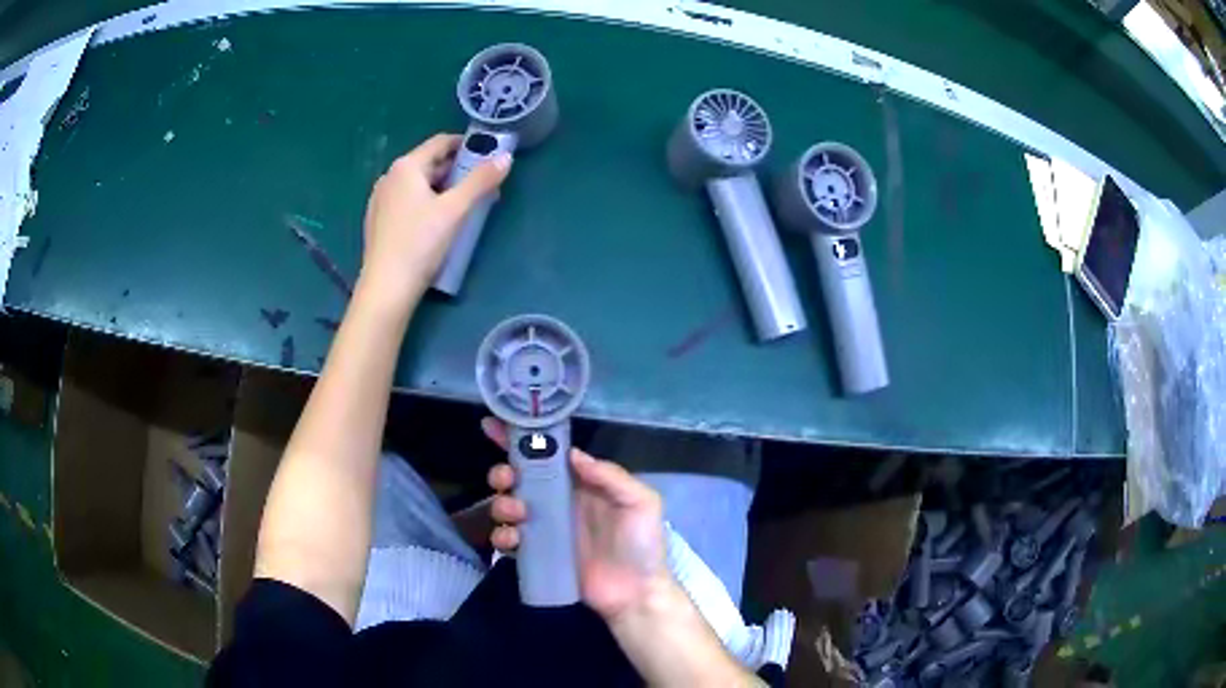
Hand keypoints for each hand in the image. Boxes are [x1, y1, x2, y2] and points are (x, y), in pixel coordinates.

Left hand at [360, 134, 510, 301]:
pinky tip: (438, 223)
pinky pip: (408, 202)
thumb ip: (481, 181)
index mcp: (406, 167)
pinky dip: (426, 203)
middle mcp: (389, 177)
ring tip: (465, 205)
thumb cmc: (420, 243)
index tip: (488, 156)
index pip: (440, 142)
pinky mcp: (379, 222)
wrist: (387, 288)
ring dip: (443, 188)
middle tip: (482, 185)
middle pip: (429, 163)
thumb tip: (506, 157)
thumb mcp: (455, 210)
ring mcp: (380, 200)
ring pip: (418, 184)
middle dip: (457, 170)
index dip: (466, 145)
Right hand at [480, 417, 670, 622]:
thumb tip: (572, 454)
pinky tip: (513, 540)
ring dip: (501, 504)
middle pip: (519, 478)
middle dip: (504, 473)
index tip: (493, 426)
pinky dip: (502, 536)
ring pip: (508, 506)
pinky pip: (509, 540)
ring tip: (517, 513)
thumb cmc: (642, 545)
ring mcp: (545, 529)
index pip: (548, 454)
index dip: (521, 439)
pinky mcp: (537, 554)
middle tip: (507, 480)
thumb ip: (610, 476)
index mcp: (581, 483)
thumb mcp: (640, 503)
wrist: (635, 593)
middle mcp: (558, 501)